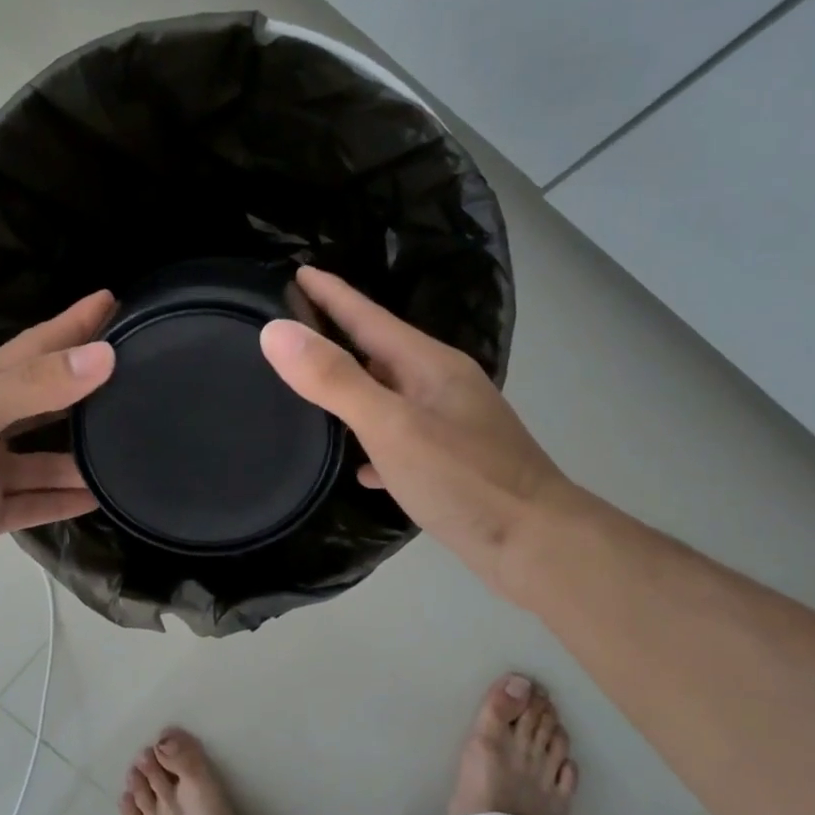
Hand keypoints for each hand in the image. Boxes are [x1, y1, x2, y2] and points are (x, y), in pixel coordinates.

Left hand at [0, 292, 116, 612]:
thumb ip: (33, 386)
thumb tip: (104, 356)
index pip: (37, 346)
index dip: (74, 323)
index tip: (116, 301)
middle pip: (49, 397)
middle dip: (90, 384)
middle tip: (143, 373)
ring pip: (50, 456)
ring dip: (88, 452)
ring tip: (138, 444)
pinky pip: (41, 500)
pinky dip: (69, 498)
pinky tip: (104, 497)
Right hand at [259, 267, 570, 601]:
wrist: (538, 545)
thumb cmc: (464, 480)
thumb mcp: (391, 426)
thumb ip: (335, 380)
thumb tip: (276, 332)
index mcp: (429, 365)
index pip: (369, 317)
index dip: (332, 294)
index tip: (297, 270)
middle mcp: (443, 386)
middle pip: (381, 352)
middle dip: (340, 337)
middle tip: (296, 328)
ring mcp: (452, 426)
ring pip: (392, 396)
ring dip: (357, 389)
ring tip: (316, 390)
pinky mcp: (454, 465)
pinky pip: (403, 442)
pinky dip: (377, 445)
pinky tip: (359, 467)